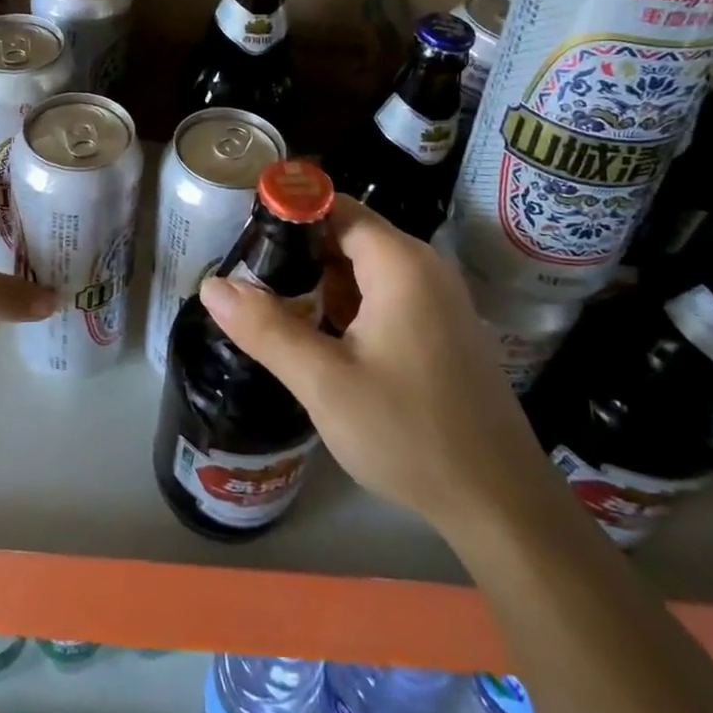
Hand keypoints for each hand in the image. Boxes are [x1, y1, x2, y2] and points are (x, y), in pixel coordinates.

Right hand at [198, 196, 531, 524]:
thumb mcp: (324, 382)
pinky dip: (348, 306)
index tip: (243, 242)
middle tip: (250, 285)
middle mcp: (424, 267)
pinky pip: (385, 296)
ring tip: (273, 311)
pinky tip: (319, 339)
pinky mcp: (442, 329)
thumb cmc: (410, 433)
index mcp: (399, 263)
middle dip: (297, 255)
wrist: (501, 504)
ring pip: (364, 269)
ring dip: (320, 284)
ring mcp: (438, 299)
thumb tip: (212, 285)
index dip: (286, 216)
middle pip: (347, 236)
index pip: (333, 208)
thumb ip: (265, 329)